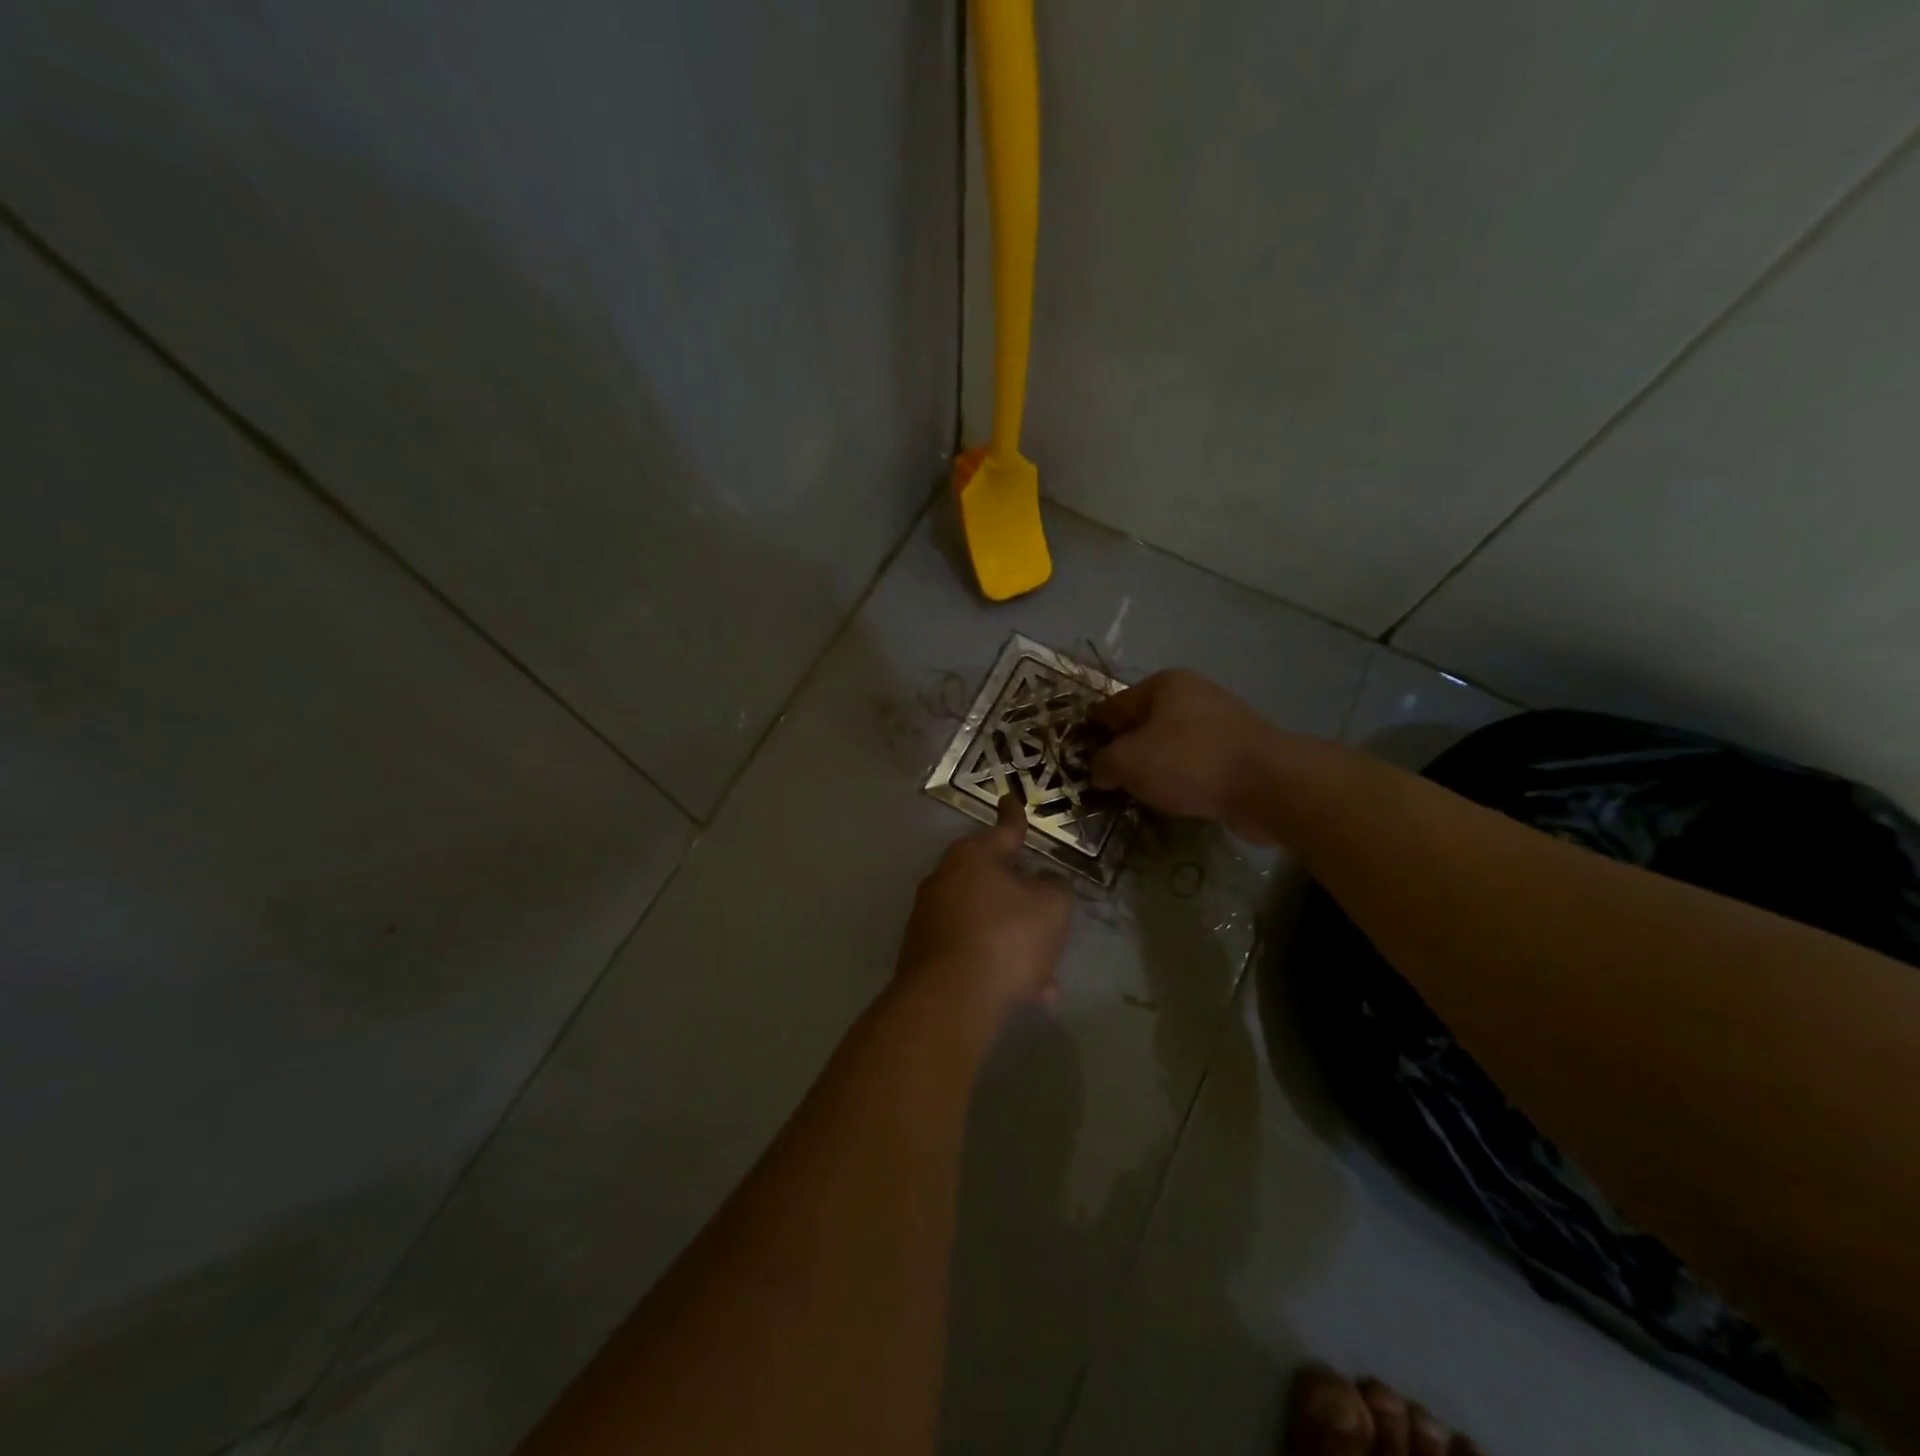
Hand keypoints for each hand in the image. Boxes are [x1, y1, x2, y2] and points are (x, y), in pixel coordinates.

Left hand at [895, 793, 1071, 1031]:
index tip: (1010, 799)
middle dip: (1022, 899)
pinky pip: (972, 951)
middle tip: (1046, 914)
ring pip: (986, 922)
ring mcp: (929, 918)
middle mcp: (944, 879)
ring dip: (1014, 941)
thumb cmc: (1005, 938)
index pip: (1003, 830)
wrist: (949, 1001)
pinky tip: (1027, 994)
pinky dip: (996, 964)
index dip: (1014, 816)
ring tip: (1045, 976)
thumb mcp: (1051, 907)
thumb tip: (1041, 882)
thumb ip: (1053, 886)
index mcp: (972, 857)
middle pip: (992, 880)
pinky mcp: (923, 954)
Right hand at [1089, 669, 1278, 843]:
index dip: (1092, 733)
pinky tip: (1174, 801)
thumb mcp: (1127, 762)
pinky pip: (1197, 764)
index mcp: (1164, 684)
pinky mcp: (1241, 752)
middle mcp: (1194, 694)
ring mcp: (1222, 722)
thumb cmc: (1188, 762)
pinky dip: (1183, 780)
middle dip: (1125, 752)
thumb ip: (1103, 764)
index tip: (1078, 760)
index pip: (1113, 706)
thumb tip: (1099, 771)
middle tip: (1107, 783)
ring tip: (1138, 796)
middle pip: (1143, 725)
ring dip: (1154, 769)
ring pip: (1171, 746)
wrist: (1267, 785)